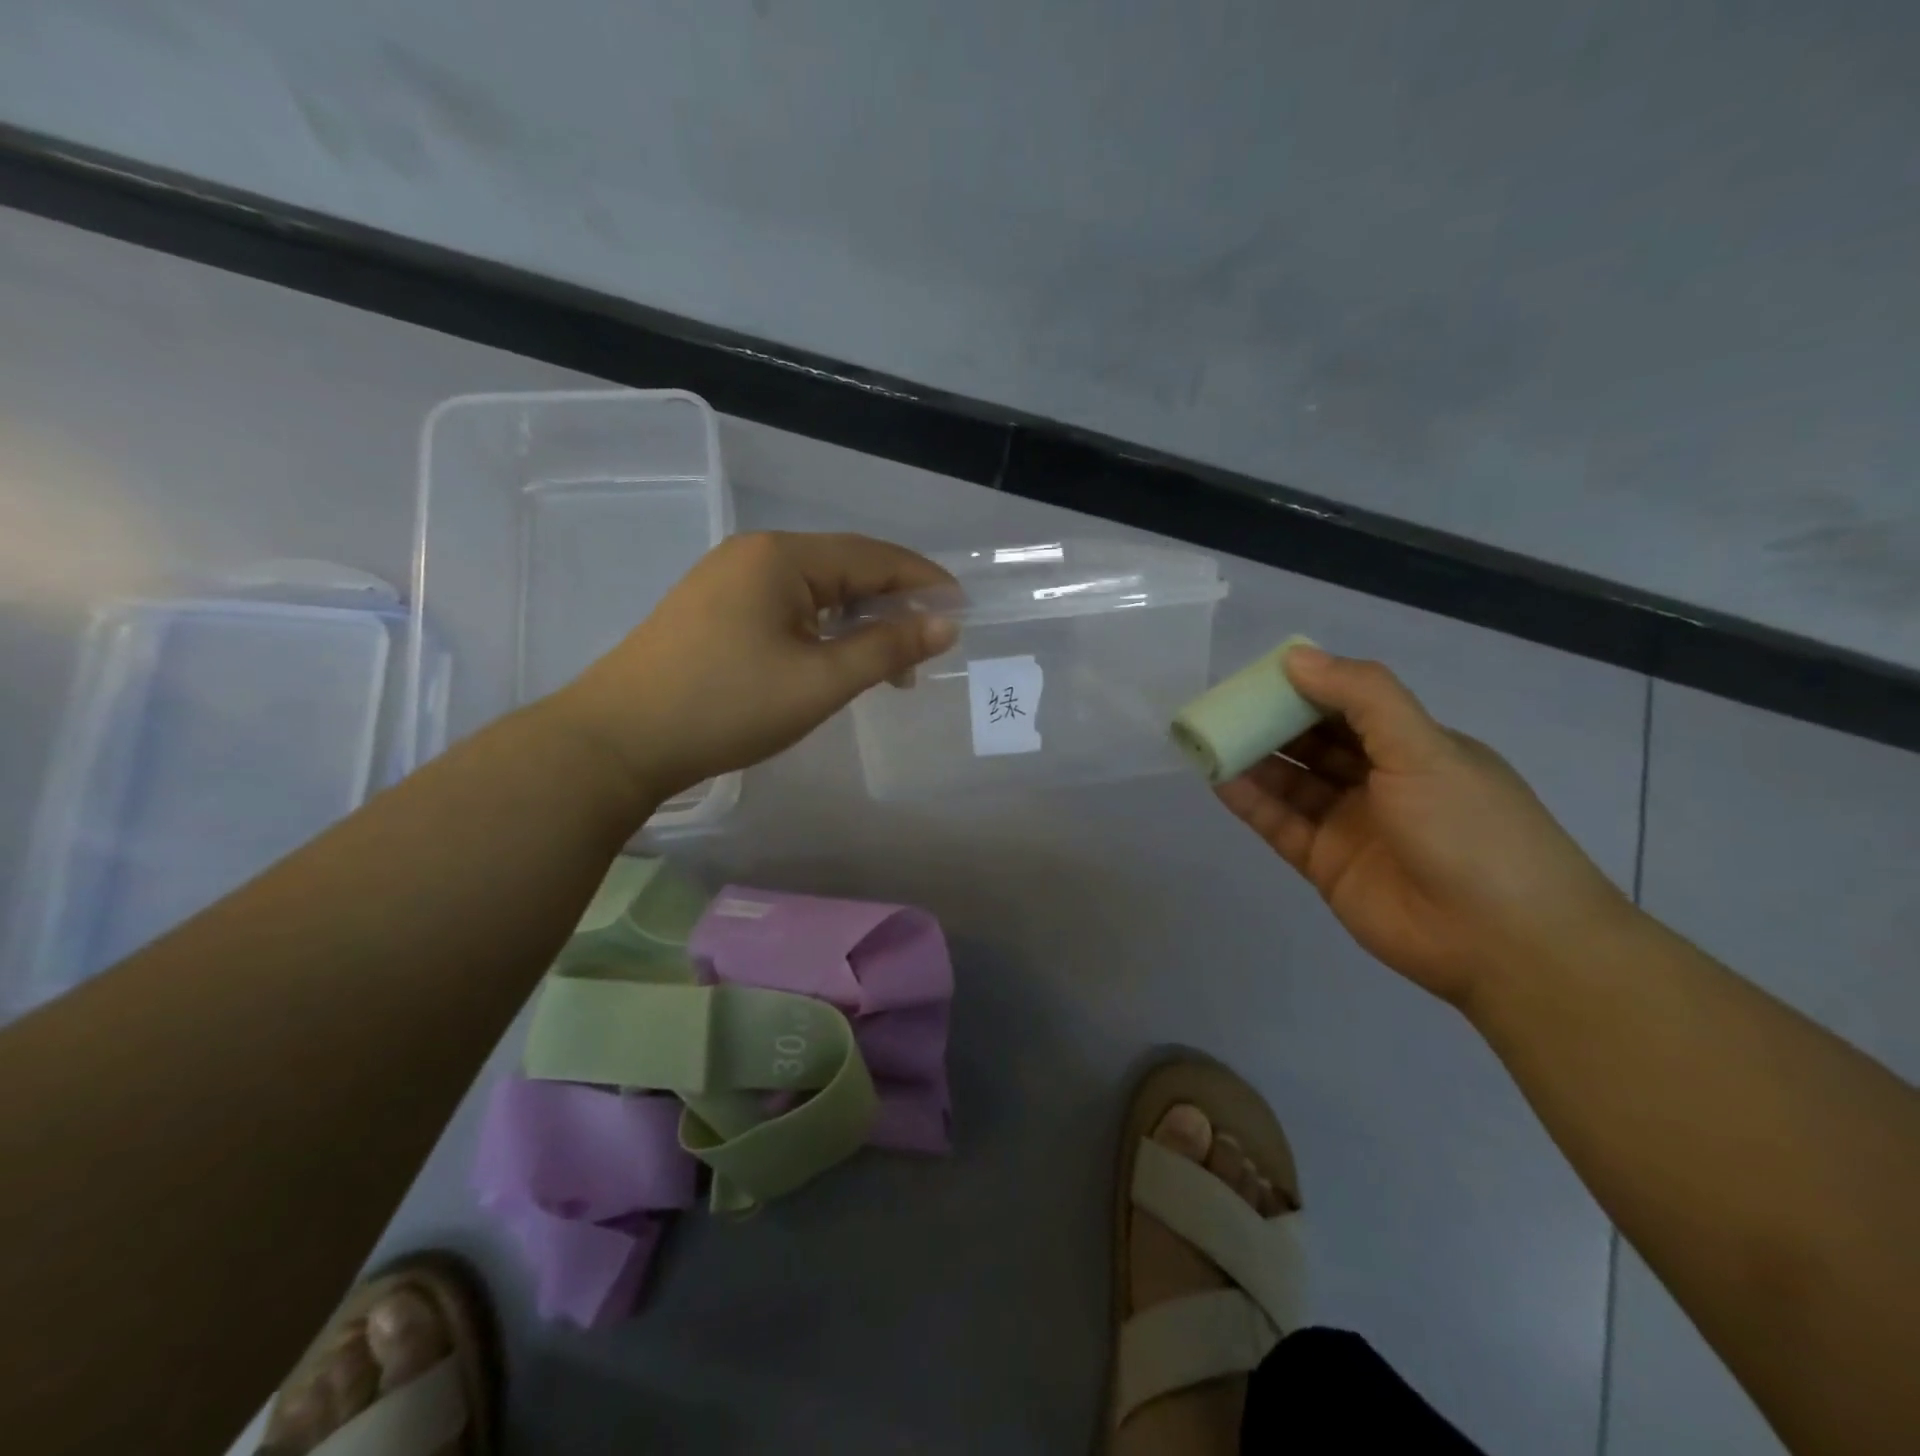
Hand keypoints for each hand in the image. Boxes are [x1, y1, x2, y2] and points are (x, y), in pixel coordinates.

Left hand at [553, 532, 955, 810]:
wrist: (618, 740)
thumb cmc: (727, 706)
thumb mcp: (820, 681)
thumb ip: (887, 647)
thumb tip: (944, 624)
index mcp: (782, 556)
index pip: (873, 556)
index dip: (923, 581)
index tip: (962, 610)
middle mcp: (755, 554)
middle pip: (845, 567)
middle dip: (892, 604)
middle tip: (927, 648)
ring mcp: (728, 580)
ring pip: (815, 590)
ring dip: (858, 621)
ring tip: (889, 666)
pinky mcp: (713, 609)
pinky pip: (786, 607)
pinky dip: (822, 629)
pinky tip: (835, 659)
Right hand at [1216, 646, 1631, 1007]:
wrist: (1502, 942)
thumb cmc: (1469, 829)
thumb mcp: (1424, 748)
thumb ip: (1361, 697)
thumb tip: (1296, 657)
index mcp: (1415, 748)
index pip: (1350, 707)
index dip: (1306, 688)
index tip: (1259, 675)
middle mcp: (1381, 782)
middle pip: (1315, 743)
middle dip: (1271, 722)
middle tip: (1224, 705)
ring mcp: (1351, 825)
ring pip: (1292, 782)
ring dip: (1254, 760)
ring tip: (1209, 738)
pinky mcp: (1325, 864)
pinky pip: (1280, 823)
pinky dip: (1250, 801)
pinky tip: (1220, 779)